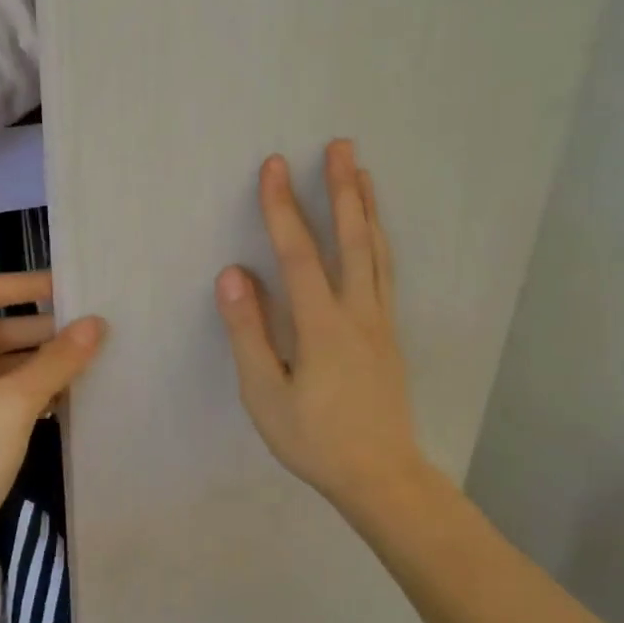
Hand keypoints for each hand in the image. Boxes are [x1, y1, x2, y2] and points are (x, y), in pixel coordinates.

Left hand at [0, 271, 104, 592]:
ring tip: (79, 369)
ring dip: (32, 363)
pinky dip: (19, 391)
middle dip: (38, 330)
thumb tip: (96, 324)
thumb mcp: (14, 406)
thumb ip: (56, 362)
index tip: (69, 291)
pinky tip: (55, 403)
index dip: (25, 285)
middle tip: (85, 336)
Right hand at [214, 140, 423, 508]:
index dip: (283, 208)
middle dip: (343, 189)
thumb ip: (249, 332)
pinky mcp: (390, 334)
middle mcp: (358, 313)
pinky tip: (377, 232)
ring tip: (363, 172)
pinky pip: (386, 272)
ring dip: (368, 208)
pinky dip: (380, 240)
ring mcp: (380, 322)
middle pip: (352, 239)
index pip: (299, 254)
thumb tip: (233, 274)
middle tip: (341, 145)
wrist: (381, 477)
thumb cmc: (314, 439)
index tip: (273, 166)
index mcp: (323, 326)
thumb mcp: (266, 395)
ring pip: (377, 252)